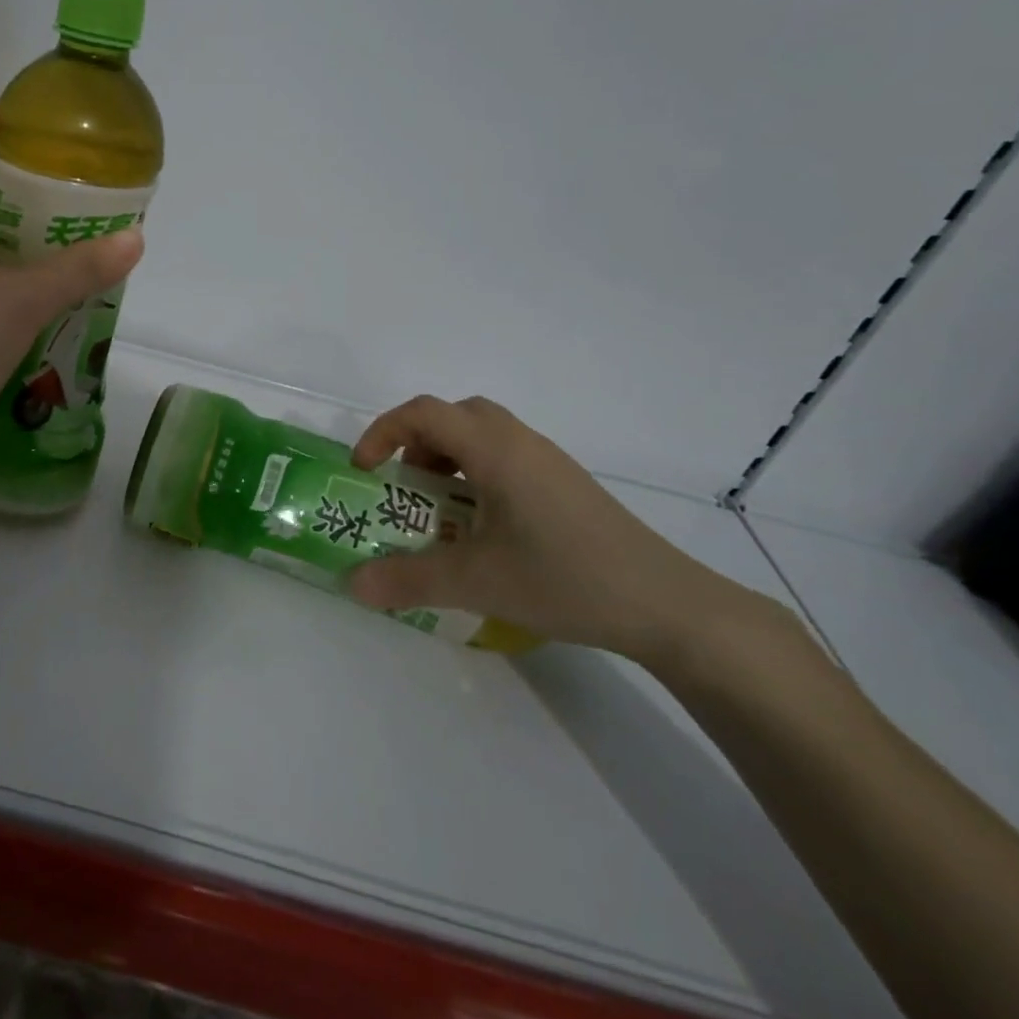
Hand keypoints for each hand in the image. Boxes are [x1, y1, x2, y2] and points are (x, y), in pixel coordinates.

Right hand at [346, 395, 762, 666]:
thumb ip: (407, 579)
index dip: (383, 431)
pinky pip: (507, 458)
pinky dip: (479, 475)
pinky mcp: (567, 486)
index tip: (366, 470)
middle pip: (455, 415)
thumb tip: (352, 585)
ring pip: (484, 436)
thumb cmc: (564, 578)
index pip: (423, 412)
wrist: (666, 605)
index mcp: (494, 449)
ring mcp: (549, 462)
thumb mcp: (476, 581)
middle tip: (406, 486)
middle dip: (417, 443)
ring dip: (450, 459)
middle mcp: (520, 442)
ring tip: (443, 511)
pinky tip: (487, 529)